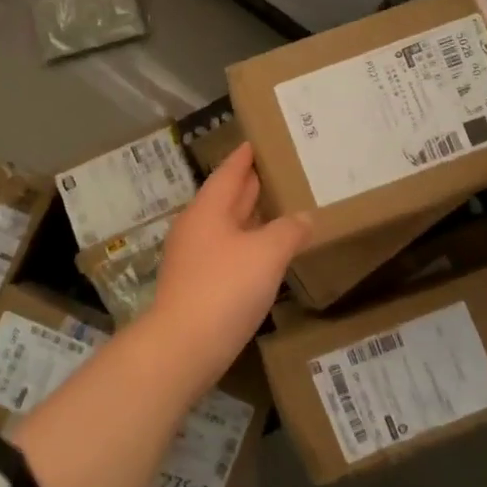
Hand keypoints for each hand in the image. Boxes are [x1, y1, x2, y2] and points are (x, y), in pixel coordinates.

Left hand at [148, 142, 310, 381]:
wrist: (183, 346)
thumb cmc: (225, 288)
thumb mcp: (266, 254)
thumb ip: (288, 230)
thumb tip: (303, 217)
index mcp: (208, 210)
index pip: (229, 172)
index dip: (245, 156)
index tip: (260, 140)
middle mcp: (196, 227)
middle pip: (226, 197)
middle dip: (251, 184)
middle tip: (280, 170)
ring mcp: (193, 257)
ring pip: (227, 226)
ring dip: (251, 216)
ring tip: (280, 207)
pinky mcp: (197, 284)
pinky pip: (227, 251)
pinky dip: (247, 243)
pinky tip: (265, 252)